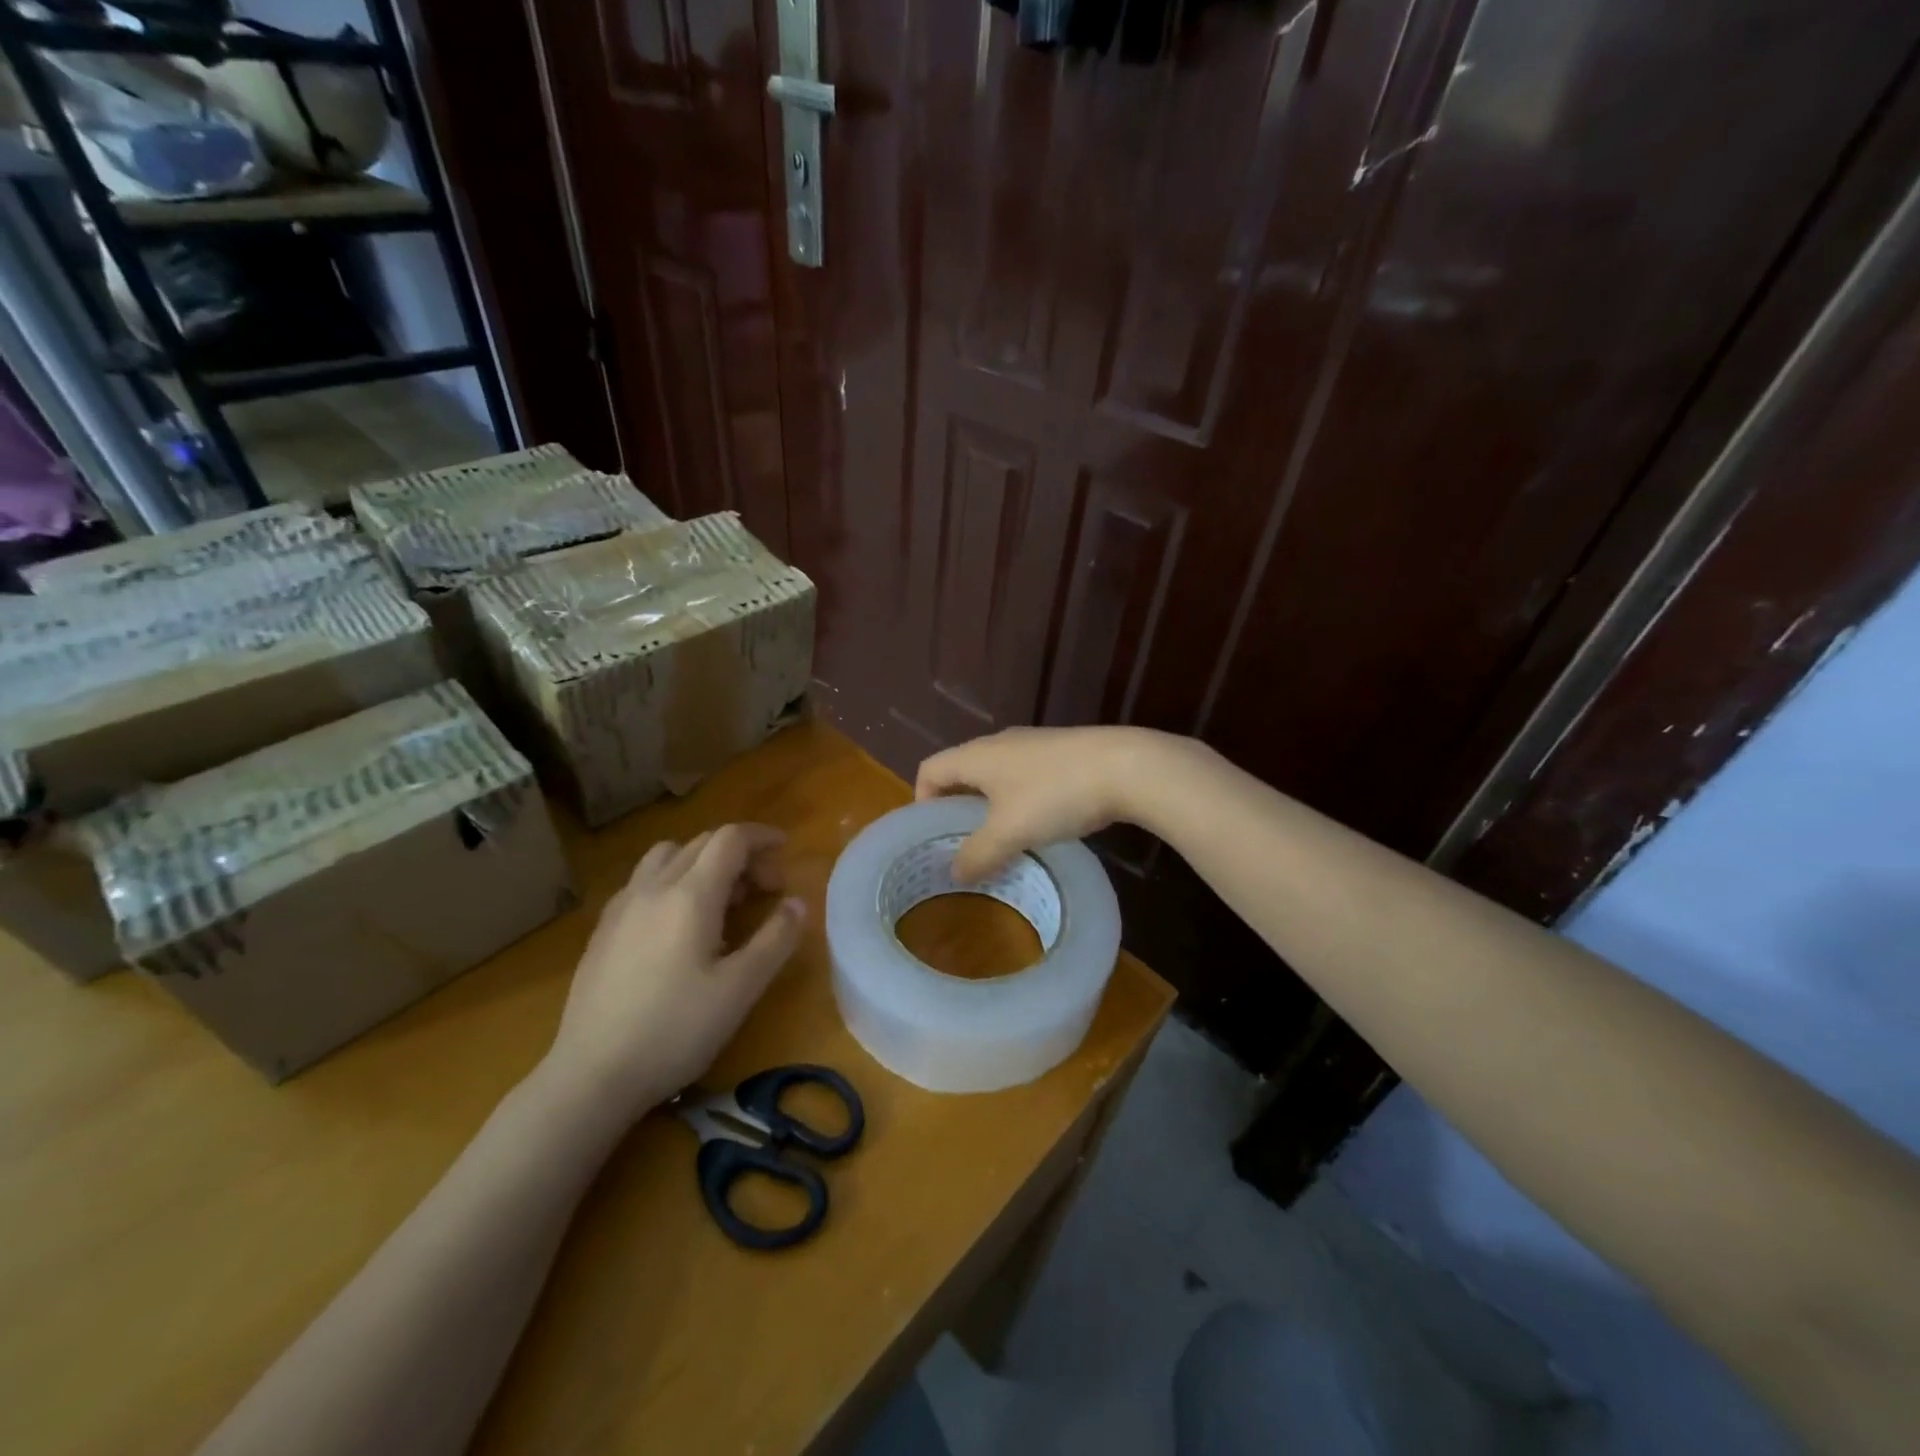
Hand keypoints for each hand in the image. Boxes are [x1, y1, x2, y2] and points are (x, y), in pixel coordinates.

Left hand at [542, 824, 806, 1120]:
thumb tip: (797, 903)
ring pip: (668, 856)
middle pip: (702, 843)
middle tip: (764, 890)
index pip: (730, 839)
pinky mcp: (603, 930)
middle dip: (740, 854)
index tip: (786, 851)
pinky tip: (678, 923)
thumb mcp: (741, 989)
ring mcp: (622, 907)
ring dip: (702, 862)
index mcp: (691, 895)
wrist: (592, 1075)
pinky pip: (644, 881)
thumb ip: (776, 939)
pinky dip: (673, 880)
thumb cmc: (675, 1031)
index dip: (762, 837)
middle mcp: (654, 888)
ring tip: (720, 900)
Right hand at [915, 726, 1177, 880]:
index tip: (931, 835)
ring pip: (995, 776)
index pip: (930, 769)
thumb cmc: (1055, 795)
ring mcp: (1032, 745)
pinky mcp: (1061, 753)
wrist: (1125, 767)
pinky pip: (1024, 778)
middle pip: (962, 772)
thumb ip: (977, 854)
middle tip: (961, 845)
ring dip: (989, 807)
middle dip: (956, 808)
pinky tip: (1037, 827)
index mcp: (977, 755)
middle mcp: (999, 743)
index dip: (921, 800)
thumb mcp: (1009, 832)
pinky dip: (1017, 802)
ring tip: (998, 842)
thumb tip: (955, 872)